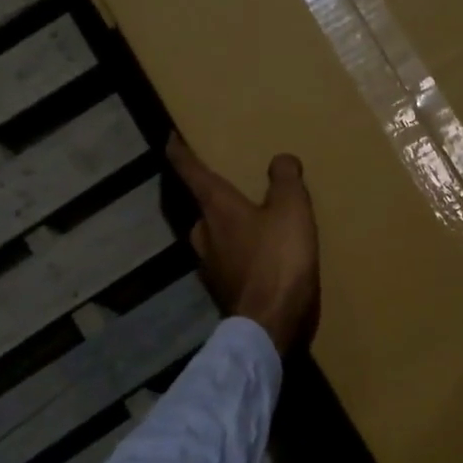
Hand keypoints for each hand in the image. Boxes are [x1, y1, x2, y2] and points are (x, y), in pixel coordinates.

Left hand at [166, 134, 319, 356]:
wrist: (269, 325)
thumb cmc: (278, 260)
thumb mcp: (292, 210)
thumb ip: (286, 180)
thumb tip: (280, 159)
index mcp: (216, 208)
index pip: (190, 171)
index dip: (180, 151)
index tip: (170, 137)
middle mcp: (204, 233)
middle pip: (202, 206)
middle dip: (214, 195)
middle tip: (233, 185)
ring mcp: (209, 266)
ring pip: (214, 236)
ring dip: (228, 226)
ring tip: (253, 222)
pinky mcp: (222, 290)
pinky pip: (227, 261)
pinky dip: (239, 253)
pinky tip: (260, 257)